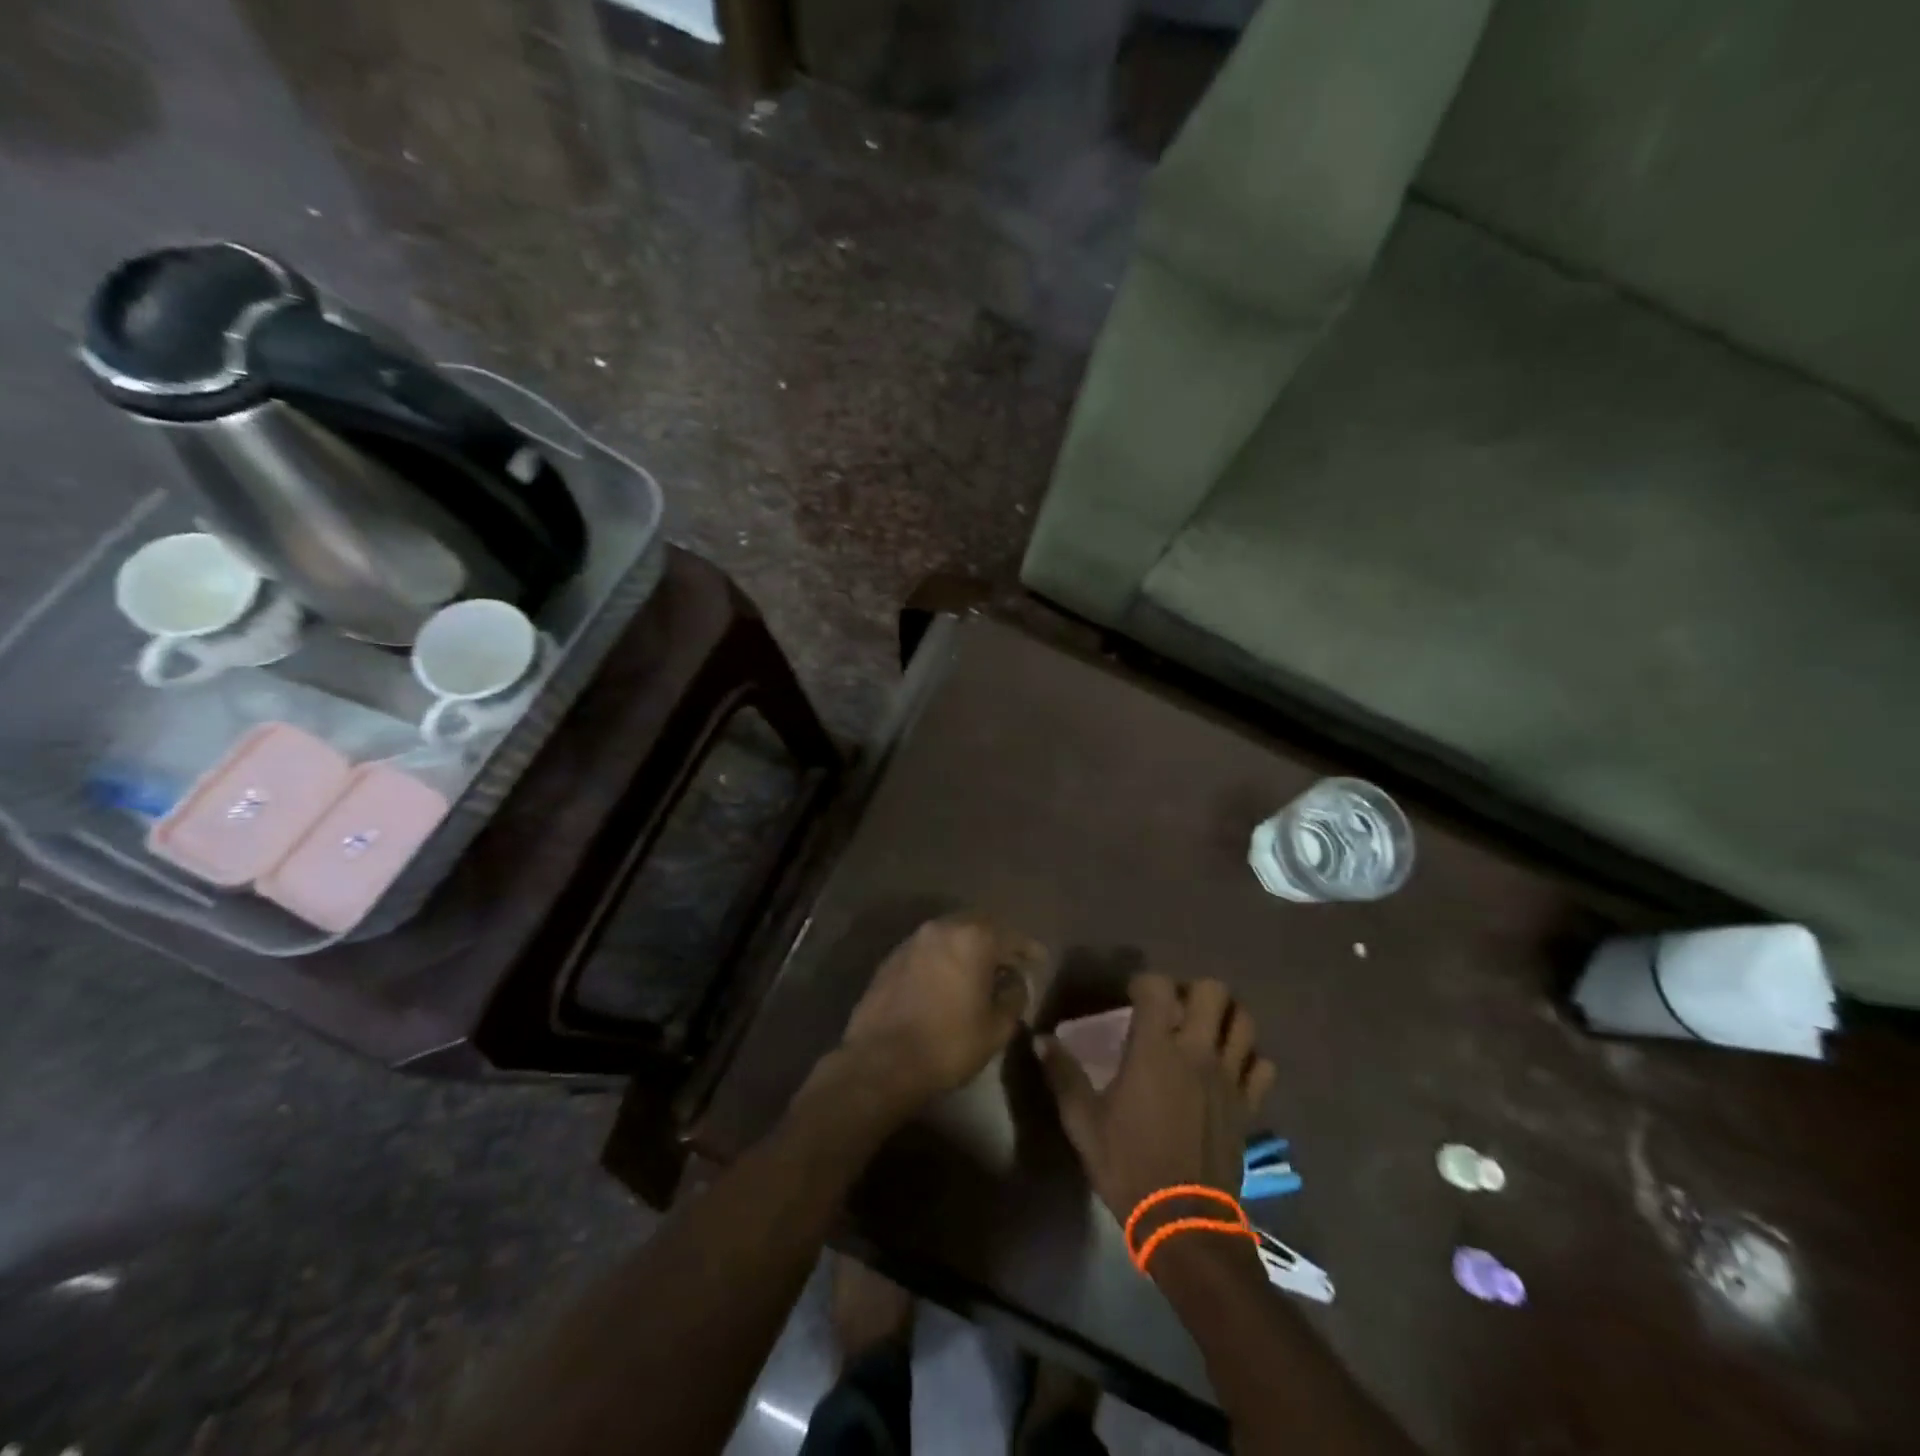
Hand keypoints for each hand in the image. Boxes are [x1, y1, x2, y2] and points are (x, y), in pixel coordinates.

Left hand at [836, 913, 1045, 1118]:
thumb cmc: (948, 1044)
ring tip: (979, 970)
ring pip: (950, 934)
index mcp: (973, 938)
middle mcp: (942, 928)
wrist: (881, 1061)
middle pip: (978, 925)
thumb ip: (1013, 996)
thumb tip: (1014, 981)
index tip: (1039, 960)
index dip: (1028, 948)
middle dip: (997, 941)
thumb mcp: (996, 1027)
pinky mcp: (891, 958)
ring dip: (968, 947)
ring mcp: (913, 941)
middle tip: (1010, 961)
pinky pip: (928, 949)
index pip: (1011, 935)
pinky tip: (948, 979)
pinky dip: (944, 957)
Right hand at [1038, 975, 1275, 1224]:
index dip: (1144, 982)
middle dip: (1191, 990)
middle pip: (1212, 991)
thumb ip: (1063, 1074)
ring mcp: (1228, 1077)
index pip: (1157, 986)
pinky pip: (1262, 1065)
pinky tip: (1229, 1068)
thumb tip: (1040, 1039)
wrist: (1183, 1223)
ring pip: (1243, 1021)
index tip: (1131, 997)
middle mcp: (1197, 1052)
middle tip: (1173, 1009)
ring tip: (1203, 1029)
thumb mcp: (1083, 1121)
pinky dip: (1248, 1058)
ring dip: (1224, 1016)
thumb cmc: (1128, 1165)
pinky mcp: (1248, 1105)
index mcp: (1155, 1049)